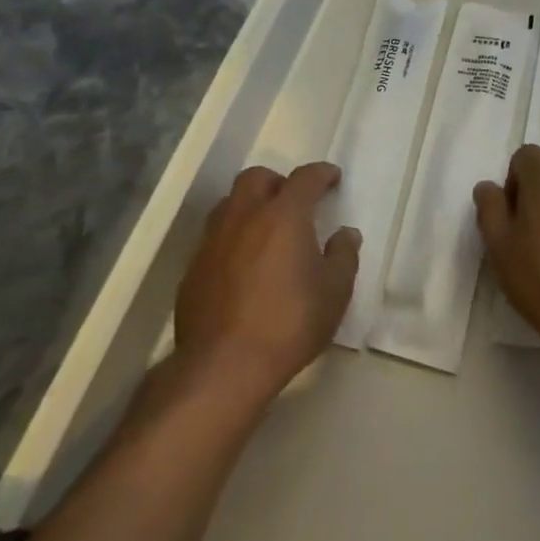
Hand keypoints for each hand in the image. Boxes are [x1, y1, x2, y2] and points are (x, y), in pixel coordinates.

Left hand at [174, 162, 360, 403]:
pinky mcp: (193, 269)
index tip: (333, 178)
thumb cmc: (289, 323)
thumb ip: (343, 256)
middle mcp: (244, 216)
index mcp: (283, 215)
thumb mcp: (334, 292)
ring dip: (250, 206)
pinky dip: (233, 238)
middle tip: (294, 202)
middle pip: (257, 178)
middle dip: (278, 182)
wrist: (223, 367)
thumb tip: (346, 234)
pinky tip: (243, 265)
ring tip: (266, 230)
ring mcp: (213, 241)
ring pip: (229, 204)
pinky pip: (214, 237)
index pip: (305, 178)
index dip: (322, 174)